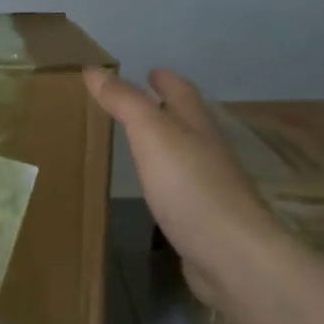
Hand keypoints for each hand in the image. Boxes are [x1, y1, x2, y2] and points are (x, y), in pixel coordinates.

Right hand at [84, 68, 280, 311]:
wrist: (230, 254)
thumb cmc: (189, 186)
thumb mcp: (151, 134)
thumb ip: (124, 102)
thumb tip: (93, 69)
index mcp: (197, 126)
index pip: (181, 92)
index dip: (165, 79)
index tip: (150, 70)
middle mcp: (208, 151)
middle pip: (188, 122)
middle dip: (167, 109)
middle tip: (140, 103)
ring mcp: (210, 187)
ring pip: (186, 155)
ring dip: (166, 145)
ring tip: (141, 143)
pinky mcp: (204, 220)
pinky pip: (182, 190)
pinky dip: (167, 181)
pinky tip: (154, 191)